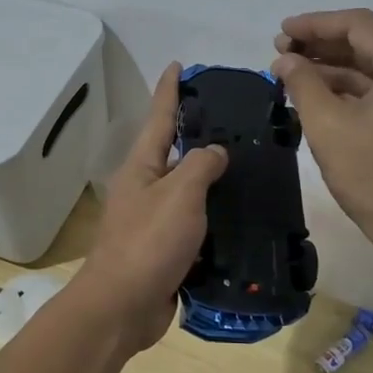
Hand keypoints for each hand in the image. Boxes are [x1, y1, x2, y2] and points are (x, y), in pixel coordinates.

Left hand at [77, 64, 227, 351]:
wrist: (122, 308)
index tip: (178, 65)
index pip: (158, 117)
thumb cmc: (148, 242)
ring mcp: (153, 221)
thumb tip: (214, 152)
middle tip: (236, 121)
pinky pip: (195, 225)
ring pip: (188, 191)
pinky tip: (242, 217)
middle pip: (174, 152)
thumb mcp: (179, 194)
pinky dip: (216, 218)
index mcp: (141, 167)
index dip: (169, 90)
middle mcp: (145, 188)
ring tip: (249, 167)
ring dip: (213, 180)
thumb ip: (201, 165)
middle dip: (199, 135)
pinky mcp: (166, 251)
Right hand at [273, 9, 372, 247]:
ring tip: (291, 72)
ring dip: (334, 67)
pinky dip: (351, 88)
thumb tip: (285, 59)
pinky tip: (316, 92)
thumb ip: (303, 83)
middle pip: (369, 43)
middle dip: (322, 45)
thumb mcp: (328, 126)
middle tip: (281, 52)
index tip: (281, 32)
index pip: (360, 26)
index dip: (316, 24)